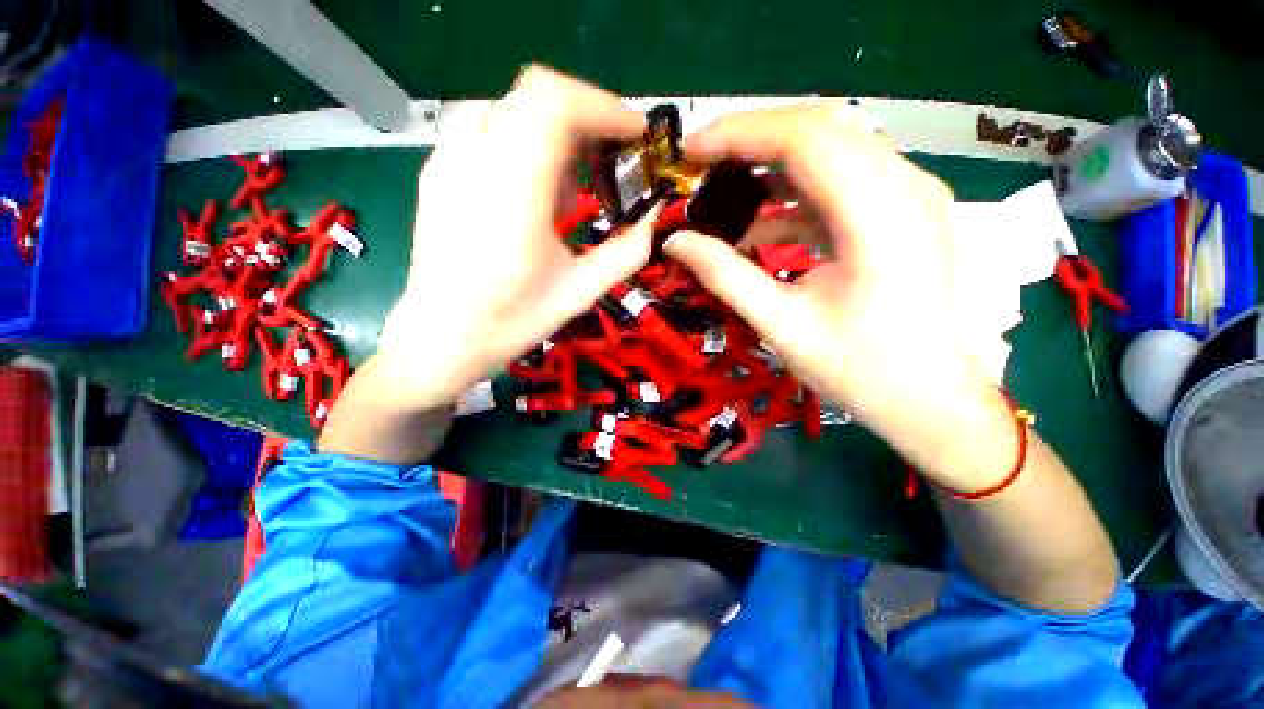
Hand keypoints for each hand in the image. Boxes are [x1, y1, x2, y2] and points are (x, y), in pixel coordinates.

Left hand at [373, 67, 656, 410]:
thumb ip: (626, 252)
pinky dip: (525, 139)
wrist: (439, 338)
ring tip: (573, 179)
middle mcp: (472, 161)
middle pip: (535, 92)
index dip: (604, 107)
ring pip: (511, 106)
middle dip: (586, 114)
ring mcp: (447, 161)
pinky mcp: (436, 170)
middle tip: (611, 155)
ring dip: (555, 127)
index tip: (635, 135)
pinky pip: (487, 127)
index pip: (556, 104)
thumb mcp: (580, 293)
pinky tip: (533, 187)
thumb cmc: (511, 322)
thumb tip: (653, 215)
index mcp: (511, 194)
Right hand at [664, 105, 1013, 490]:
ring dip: (773, 162)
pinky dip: (796, 193)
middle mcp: (905, 187)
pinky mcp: (903, 212)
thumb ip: (725, 276)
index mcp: (879, 216)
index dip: (739, 134)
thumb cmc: (860, 370)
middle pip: (821, 128)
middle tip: (704, 164)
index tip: (691, 152)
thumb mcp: (781, 326)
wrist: (930, 399)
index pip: (804, 138)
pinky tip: (763, 225)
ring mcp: (910, 195)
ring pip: (833, 148)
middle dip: (753, 138)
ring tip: (726, 189)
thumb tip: (675, 242)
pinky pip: (843, 182)